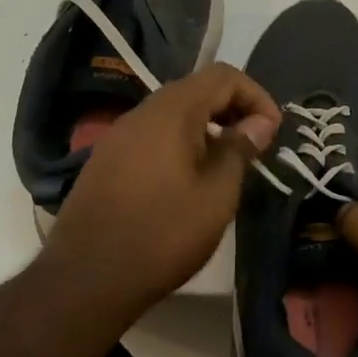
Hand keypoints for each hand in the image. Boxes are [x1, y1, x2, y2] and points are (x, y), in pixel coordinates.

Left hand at [44, 64, 279, 321]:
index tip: (272, 131)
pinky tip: (189, 180)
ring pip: (173, 114)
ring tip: (226, 165)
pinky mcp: (106, 161)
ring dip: (207, 128)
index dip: (256, 96)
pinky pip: (152, 136)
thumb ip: (240, 149)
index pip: (224, 76)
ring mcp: (118, 136)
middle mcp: (142, 112)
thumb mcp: (217, 194)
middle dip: (232, 110)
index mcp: (172, 111)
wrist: (85, 280)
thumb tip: (259, 122)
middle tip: (255, 145)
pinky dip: (180, 143)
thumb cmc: (163, 234)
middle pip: (197, 89)